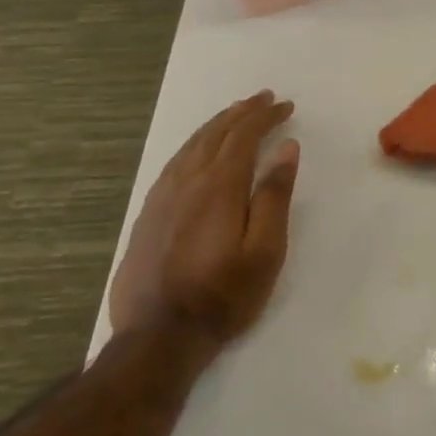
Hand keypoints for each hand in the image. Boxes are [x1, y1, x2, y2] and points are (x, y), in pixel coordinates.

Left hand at [108, 91, 300, 352]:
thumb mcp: (265, 250)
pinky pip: (174, 163)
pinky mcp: (148, 215)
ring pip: (191, 146)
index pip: (244, 137)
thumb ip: (275, 196)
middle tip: (263, 99)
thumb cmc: (224, 295)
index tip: (286, 106)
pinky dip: (195, 145)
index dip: (265, 117)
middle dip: (242, 112)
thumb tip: (287, 149)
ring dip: (217, 125)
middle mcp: (187, 183)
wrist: (158, 336)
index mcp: (219, 188)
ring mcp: (162, 198)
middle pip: (215, 134)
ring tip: (235, 114)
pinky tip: (200, 151)